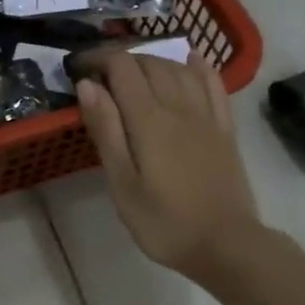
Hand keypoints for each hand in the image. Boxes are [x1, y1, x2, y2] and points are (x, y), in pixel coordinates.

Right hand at [75, 50, 260, 281]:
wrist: (226, 245)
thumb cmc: (165, 222)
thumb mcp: (123, 184)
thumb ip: (106, 131)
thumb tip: (88, 86)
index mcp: (149, 120)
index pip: (122, 68)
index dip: (98, 59)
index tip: (78, 68)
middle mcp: (180, 107)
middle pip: (150, 63)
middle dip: (121, 60)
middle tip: (99, 76)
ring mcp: (207, 116)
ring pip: (179, 69)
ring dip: (153, 61)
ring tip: (133, 72)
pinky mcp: (225, 129)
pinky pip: (213, 84)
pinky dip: (198, 66)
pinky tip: (190, 61)